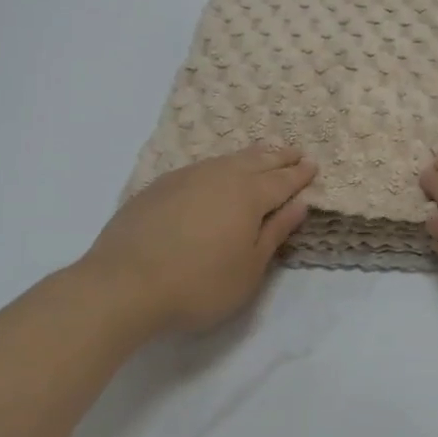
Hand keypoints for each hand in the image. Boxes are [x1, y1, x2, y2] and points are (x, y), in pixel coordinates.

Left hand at [81, 146, 316, 332]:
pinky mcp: (158, 187)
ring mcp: (185, 178)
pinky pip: (201, 168)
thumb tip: (299, 203)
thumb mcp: (250, 268)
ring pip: (226, 160)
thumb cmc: (199, 284)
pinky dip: (219, 166)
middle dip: (279, 157)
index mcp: (248, 195)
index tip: (313, 166)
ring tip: (261, 155)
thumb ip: (275, 232)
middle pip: (257, 161)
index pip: (282, 181)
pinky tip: (215, 173)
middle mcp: (219, 176)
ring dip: (250, 156)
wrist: (124, 284)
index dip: (299, 175)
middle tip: (295, 152)